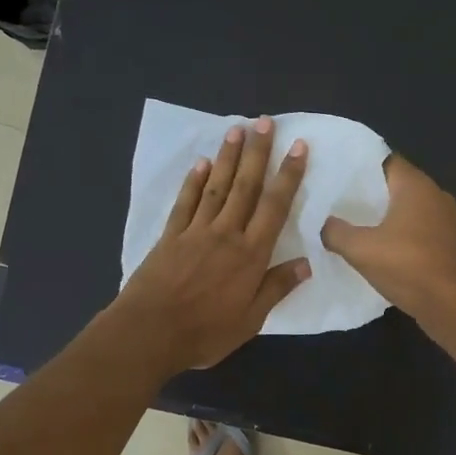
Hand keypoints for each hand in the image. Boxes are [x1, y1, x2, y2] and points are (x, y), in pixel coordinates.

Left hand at [113, 117, 310, 370]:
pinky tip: (200, 163)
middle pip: (246, 186)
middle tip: (265, 122)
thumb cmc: (205, 332)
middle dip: (258, 153)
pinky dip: (193, 181)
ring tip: (237, 129)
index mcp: (251, 255)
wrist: (149, 332)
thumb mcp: (250, 320)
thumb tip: (306, 263)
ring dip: (228, 157)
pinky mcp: (170, 236)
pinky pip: (185, 202)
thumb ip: (276, 289)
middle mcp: (226, 234)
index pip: (275, 207)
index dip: (288, 176)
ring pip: (216, 186)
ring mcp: (195, 232)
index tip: (298, 147)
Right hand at [322, 155, 455, 327]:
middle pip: (395, 185)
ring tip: (351, 223)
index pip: (384, 160)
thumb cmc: (408, 267)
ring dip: (383, 216)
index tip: (334, 173)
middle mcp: (434, 195)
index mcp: (416, 185)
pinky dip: (397, 234)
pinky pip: (416, 229)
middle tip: (335, 199)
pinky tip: (377, 248)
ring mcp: (445, 220)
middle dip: (367, 192)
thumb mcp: (360, 249)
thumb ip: (336, 232)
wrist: (453, 306)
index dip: (358, 166)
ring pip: (406, 209)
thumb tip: (323, 224)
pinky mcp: (447, 244)